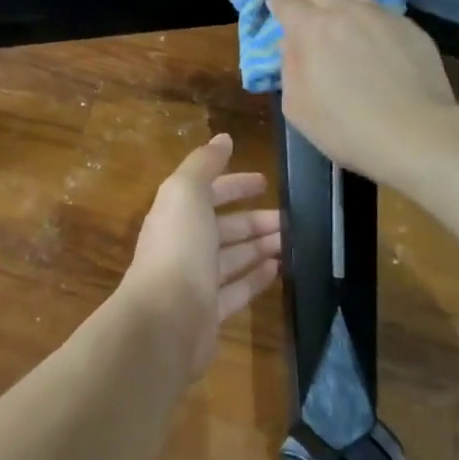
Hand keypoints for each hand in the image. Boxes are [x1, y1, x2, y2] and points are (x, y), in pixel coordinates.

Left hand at [119, 135, 281, 377]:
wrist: (165, 320)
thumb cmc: (178, 248)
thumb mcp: (185, 192)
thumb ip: (204, 164)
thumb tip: (223, 138)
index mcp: (175, 215)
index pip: (206, 193)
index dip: (234, 185)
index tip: (265, 182)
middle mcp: (183, 246)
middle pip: (223, 227)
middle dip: (254, 219)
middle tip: (290, 219)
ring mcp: (195, 282)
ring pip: (232, 258)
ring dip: (260, 246)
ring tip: (293, 242)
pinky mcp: (209, 313)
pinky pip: (237, 290)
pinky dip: (256, 278)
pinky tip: (278, 269)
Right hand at [268, 0, 458, 184]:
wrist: (415, 131)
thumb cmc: (346, 127)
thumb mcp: (298, 106)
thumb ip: (289, 69)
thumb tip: (289, 45)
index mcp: (310, 31)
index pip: (287, 7)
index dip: (277, 0)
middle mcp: (343, 13)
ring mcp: (378, 15)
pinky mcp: (406, 26)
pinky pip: (375, 1)